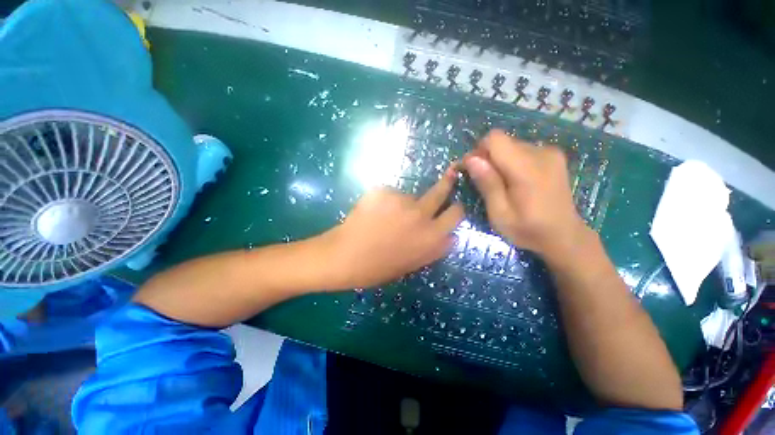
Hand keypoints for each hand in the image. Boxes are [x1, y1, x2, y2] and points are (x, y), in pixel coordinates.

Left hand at [324, 169, 463, 288]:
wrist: (344, 257)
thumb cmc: (377, 268)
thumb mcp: (412, 264)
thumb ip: (434, 248)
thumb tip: (450, 236)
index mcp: (431, 237)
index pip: (457, 214)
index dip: (454, 209)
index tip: (450, 207)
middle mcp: (422, 215)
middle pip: (441, 192)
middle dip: (446, 184)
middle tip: (448, 176)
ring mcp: (402, 201)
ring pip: (410, 196)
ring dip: (403, 203)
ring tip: (384, 217)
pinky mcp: (384, 191)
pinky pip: (390, 194)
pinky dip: (385, 201)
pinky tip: (372, 214)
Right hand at [462, 130, 588, 259]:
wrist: (564, 236)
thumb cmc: (528, 229)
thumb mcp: (500, 213)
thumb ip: (487, 184)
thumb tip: (471, 159)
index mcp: (527, 168)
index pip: (495, 139)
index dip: (478, 151)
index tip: (472, 170)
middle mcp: (541, 153)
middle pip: (502, 142)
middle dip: (487, 158)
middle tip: (483, 182)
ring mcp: (550, 153)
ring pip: (511, 146)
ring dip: (499, 161)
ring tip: (500, 184)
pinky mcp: (553, 156)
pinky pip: (522, 151)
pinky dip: (511, 162)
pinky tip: (514, 181)